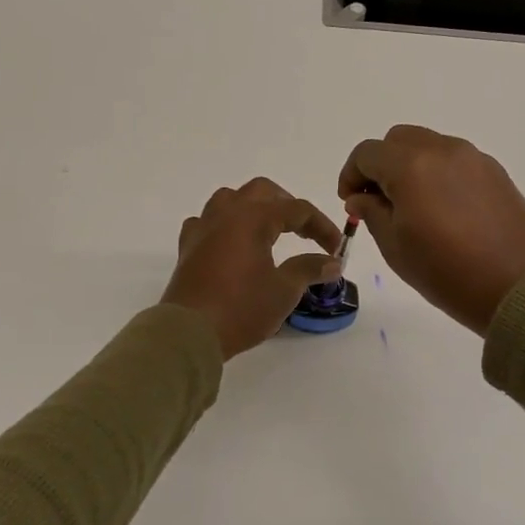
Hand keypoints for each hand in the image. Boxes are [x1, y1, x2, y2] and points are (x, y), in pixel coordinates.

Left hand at [161, 179, 344, 359]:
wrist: (189, 333)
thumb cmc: (241, 308)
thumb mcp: (284, 290)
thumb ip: (309, 269)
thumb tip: (332, 262)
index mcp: (253, 218)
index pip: (297, 209)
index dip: (321, 226)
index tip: (336, 249)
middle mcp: (226, 214)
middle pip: (262, 191)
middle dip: (287, 205)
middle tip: (304, 231)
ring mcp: (203, 228)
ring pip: (229, 199)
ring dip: (253, 208)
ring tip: (268, 231)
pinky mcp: (188, 247)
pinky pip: (207, 222)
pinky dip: (223, 226)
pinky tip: (231, 243)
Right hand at [339, 125, 524, 335]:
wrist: (519, 288)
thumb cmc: (447, 272)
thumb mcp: (395, 247)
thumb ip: (372, 212)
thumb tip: (361, 196)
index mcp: (411, 166)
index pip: (367, 153)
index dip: (351, 175)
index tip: (350, 202)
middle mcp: (442, 150)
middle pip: (397, 140)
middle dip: (380, 165)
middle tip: (377, 201)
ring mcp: (473, 158)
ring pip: (428, 146)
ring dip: (409, 166)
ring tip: (411, 206)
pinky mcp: (495, 171)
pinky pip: (454, 160)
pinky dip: (437, 172)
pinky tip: (441, 208)